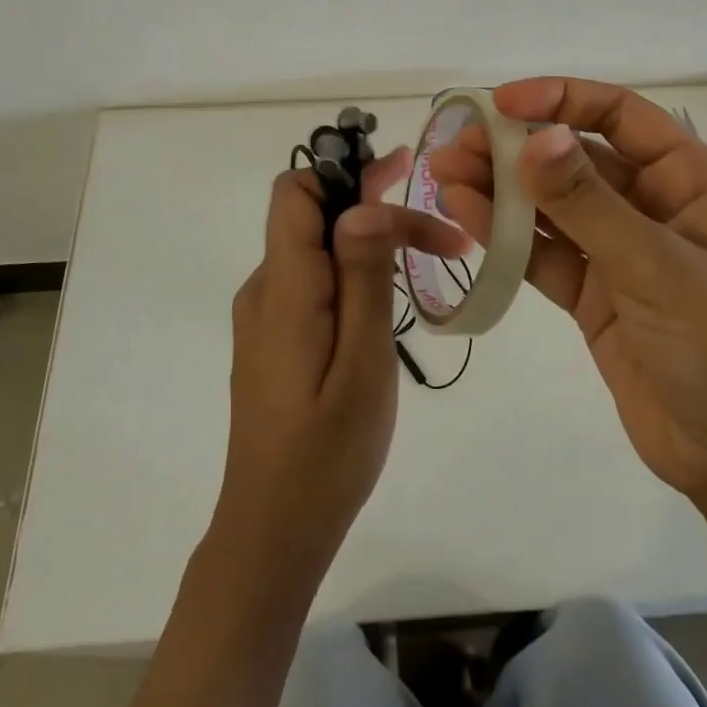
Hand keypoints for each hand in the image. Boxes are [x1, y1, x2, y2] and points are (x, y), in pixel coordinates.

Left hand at [211, 147, 467, 577]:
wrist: (272, 532)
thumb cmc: (326, 454)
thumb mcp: (362, 363)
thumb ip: (362, 277)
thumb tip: (362, 203)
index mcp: (283, 287)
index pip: (295, 192)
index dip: (343, 173)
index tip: (401, 176)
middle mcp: (265, 289)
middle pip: (313, 217)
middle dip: (374, 210)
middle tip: (441, 233)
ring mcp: (265, 315)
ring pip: (317, 250)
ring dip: (369, 245)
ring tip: (430, 263)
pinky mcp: (274, 338)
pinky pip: (312, 282)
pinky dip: (352, 274)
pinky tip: (386, 307)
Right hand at [430, 77, 706, 523]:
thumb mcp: (659, 268)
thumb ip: (589, 203)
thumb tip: (534, 137)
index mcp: (691, 182)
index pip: (619, 116)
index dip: (559, 100)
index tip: (499, 104)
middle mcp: (655, 207)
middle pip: (576, 159)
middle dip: (515, 149)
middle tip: (455, 147)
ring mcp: (623, 254)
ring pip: (554, 207)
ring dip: (502, 191)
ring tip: (445, 178)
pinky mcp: (597, 297)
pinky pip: (546, 255)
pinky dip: (508, 237)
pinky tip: (468, 218)